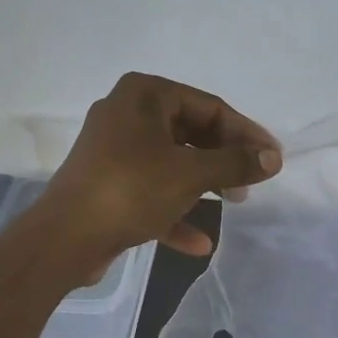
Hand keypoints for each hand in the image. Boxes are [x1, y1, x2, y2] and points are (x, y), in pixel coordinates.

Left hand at [36, 72, 281, 267]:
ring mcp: (114, 149)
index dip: (246, 133)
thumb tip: (273, 158)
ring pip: (173, 161)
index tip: (272, 158)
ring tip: (234, 203)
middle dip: (224, 159)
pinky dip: (175, 209)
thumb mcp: (191, 174)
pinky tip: (200, 242)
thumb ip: (236, 163)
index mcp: (144, 95)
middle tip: (251, 182)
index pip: (209, 107)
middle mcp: (127, 113)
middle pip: (192, 132)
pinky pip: (151, 189)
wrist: (64, 238)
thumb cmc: (131, 190)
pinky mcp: (108, 182)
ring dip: (204, 184)